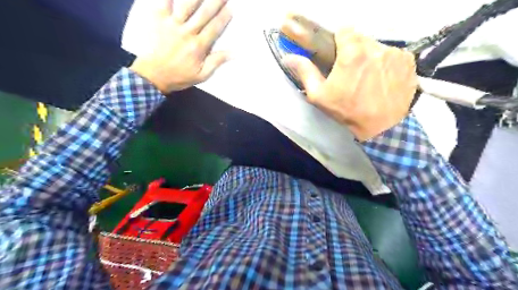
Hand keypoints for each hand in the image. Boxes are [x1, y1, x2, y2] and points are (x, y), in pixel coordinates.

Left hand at [130, 0, 232, 93]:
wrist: (152, 75)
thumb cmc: (179, 76)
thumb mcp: (201, 75)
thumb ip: (216, 62)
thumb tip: (234, 53)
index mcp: (198, 46)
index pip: (214, 28)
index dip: (223, 17)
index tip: (230, 8)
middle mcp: (187, 32)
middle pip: (204, 13)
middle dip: (215, 2)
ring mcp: (172, 24)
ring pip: (187, 4)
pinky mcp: (158, 19)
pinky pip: (164, 1)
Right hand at [283, 27, 415, 140]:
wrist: (381, 127)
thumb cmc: (347, 111)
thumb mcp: (320, 96)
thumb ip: (305, 72)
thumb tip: (289, 57)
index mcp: (353, 52)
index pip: (344, 30)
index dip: (339, 41)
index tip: (338, 55)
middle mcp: (376, 47)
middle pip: (361, 38)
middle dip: (354, 50)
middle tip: (351, 71)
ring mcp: (395, 53)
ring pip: (377, 46)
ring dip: (370, 57)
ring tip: (368, 78)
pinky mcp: (408, 62)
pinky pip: (393, 55)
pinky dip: (386, 63)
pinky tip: (383, 80)